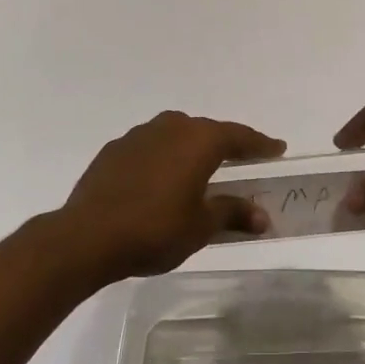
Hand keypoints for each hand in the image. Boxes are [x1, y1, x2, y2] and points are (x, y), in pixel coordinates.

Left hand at [56, 111, 285, 279]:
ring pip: (176, 134)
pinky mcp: (115, 149)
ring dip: (191, 148)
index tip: (278, 148)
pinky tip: (160, 179)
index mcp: (199, 141)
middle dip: (225, 144)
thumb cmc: (154, 230)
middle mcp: (171, 127)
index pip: (239, 136)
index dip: (260, 143)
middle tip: (241, 159)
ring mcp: (139, 135)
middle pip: (207, 130)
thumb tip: (263, 216)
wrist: (87, 236)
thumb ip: (232, 213)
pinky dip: (163, 157)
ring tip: (199, 168)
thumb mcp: (201, 226)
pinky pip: (150, 146)